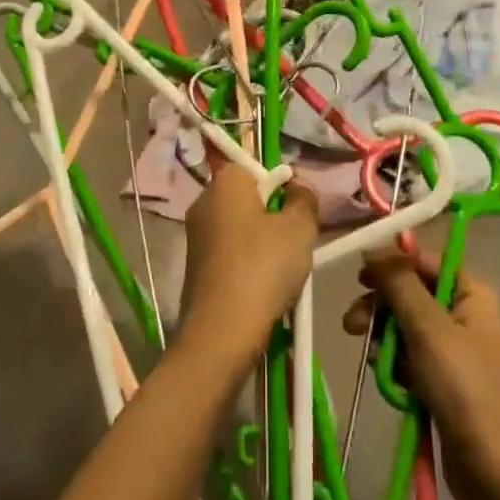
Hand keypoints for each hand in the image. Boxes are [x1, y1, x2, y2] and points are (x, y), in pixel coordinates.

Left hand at [180, 165, 318, 368]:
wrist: (221, 332)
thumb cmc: (263, 267)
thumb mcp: (300, 228)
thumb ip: (304, 199)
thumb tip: (297, 186)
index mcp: (224, 182)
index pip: (254, 167)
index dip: (280, 186)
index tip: (296, 211)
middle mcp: (203, 202)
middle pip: (247, 199)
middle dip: (274, 217)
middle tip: (295, 242)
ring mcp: (195, 236)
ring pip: (240, 229)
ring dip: (263, 245)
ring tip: (283, 271)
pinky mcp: (194, 268)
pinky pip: (230, 255)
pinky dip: (247, 266)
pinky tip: (263, 289)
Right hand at [344, 250, 499, 499]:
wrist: (494, 474)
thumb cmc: (464, 390)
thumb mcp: (428, 329)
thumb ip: (399, 284)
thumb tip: (372, 247)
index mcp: (470, 293)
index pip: (423, 260)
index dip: (391, 263)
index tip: (359, 277)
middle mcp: (463, 313)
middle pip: (409, 292)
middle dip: (380, 306)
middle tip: (352, 324)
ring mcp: (452, 348)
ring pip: (403, 325)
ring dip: (382, 337)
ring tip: (368, 356)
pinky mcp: (441, 379)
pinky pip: (407, 356)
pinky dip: (393, 363)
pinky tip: (386, 379)